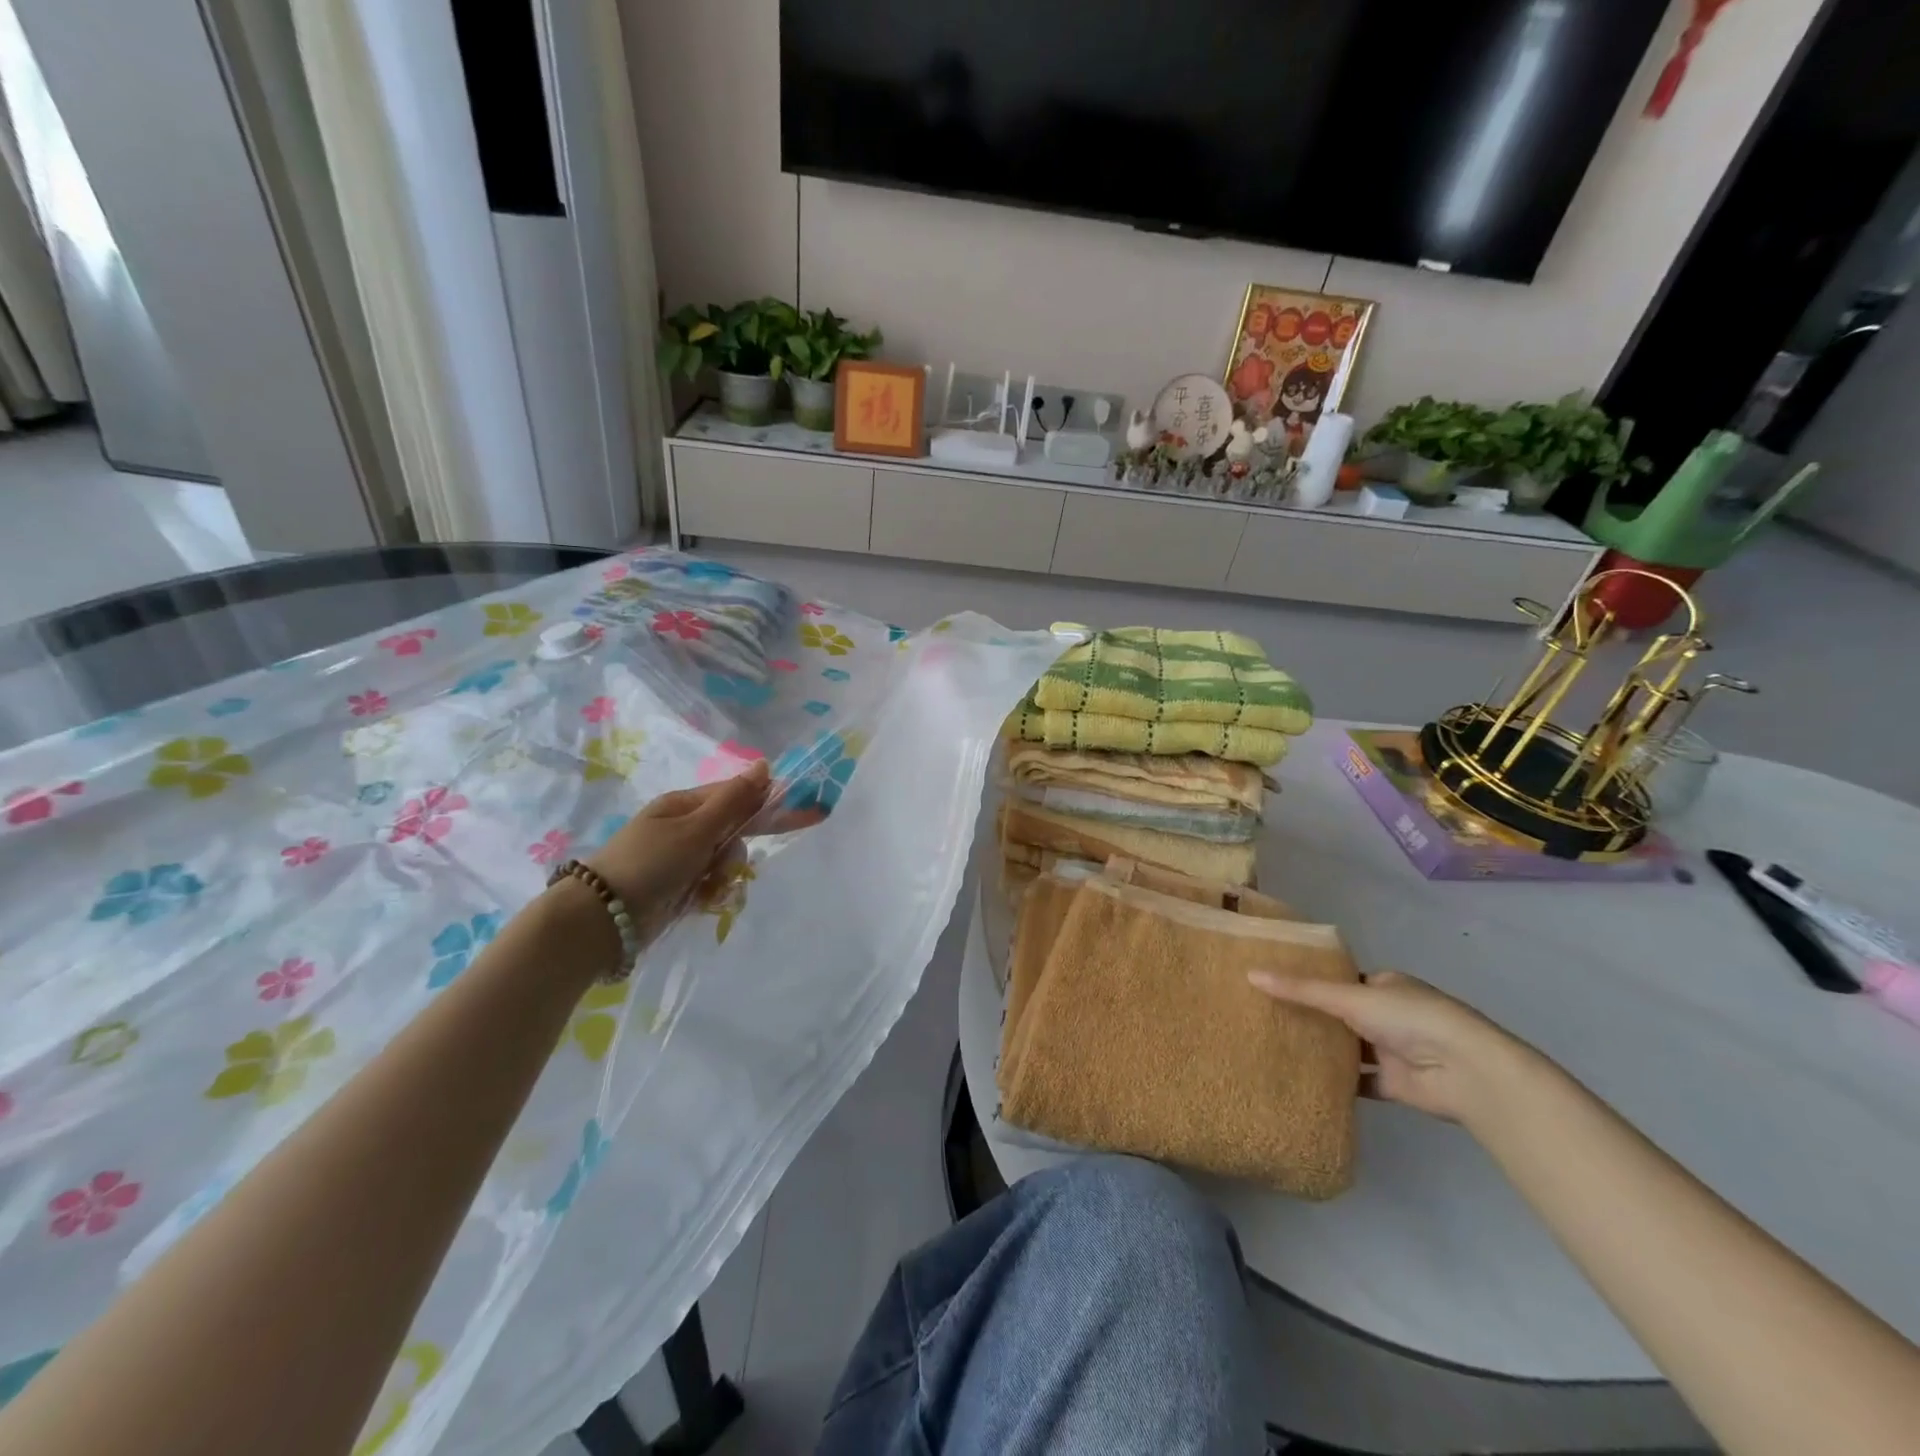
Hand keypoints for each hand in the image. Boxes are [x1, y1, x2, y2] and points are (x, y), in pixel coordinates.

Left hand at [587, 761, 771, 938]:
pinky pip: (714, 884)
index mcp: (686, 804)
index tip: (807, 812)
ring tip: (704, 888)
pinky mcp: (682, 887)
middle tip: (729, 867)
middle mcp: (686, 828)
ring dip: (723, 875)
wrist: (603, 919)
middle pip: (734, 831)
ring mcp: (683, 859)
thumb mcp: (695, 829)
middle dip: (737, 850)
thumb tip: (764, 764)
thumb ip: (734, 800)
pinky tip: (699, 902)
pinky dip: (712, 893)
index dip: (770, 803)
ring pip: (727, 861)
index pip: (738, 796)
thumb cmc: (650, 863)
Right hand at [1247, 969, 1536, 1125]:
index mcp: (1385, 985)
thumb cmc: (1409, 1018)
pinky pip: (1358, 1082)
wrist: (1464, 1071)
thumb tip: (1250, 974)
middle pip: (1342, 1015)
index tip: (1275, 985)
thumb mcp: (1349, 996)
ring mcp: (1393, 1052)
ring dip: (1323, 1050)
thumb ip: (1301, 990)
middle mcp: (1389, 1015)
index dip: (1311, 982)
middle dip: (1312, 1017)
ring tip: (1275, 1046)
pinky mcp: (1394, 1085)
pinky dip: (1336, 1083)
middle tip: (1266, 1017)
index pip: (1341, 980)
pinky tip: (1303, 1081)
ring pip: (1349, 1049)